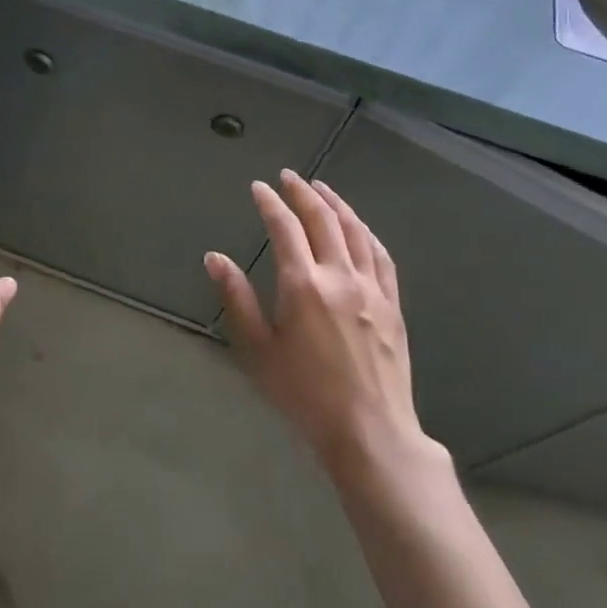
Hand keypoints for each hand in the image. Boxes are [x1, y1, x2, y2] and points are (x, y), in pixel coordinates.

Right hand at [205, 171, 431, 473]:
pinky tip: (359, 226)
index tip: (258, 187)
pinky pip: (380, 255)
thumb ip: (237, 298)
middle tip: (288, 177)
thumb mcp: (258, 350)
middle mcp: (339, 275)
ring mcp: (371, 287)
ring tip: (321, 188)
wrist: (369, 430)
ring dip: (336, 203)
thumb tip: (214, 257)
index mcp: (303, 285)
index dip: (270, 203)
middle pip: (322, 219)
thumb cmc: (304, 394)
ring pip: (354, 230)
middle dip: (302, 192)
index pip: (284, 228)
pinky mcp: (392, 303)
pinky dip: (365, 232)